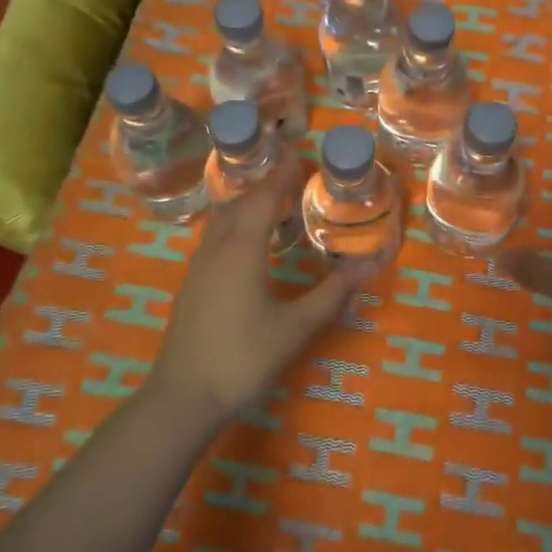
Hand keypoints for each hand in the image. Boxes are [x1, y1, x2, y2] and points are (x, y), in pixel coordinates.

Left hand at [152, 163, 363, 421]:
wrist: (183, 396)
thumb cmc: (243, 357)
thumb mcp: (295, 328)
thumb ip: (331, 295)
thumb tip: (368, 267)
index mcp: (242, 250)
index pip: (264, 198)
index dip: (282, 175)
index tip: (300, 156)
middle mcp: (217, 249)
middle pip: (240, 203)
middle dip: (265, 185)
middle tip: (293, 177)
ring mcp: (199, 266)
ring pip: (223, 220)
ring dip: (248, 204)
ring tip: (274, 203)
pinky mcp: (192, 284)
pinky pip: (215, 237)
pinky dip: (235, 224)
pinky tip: (247, 243)